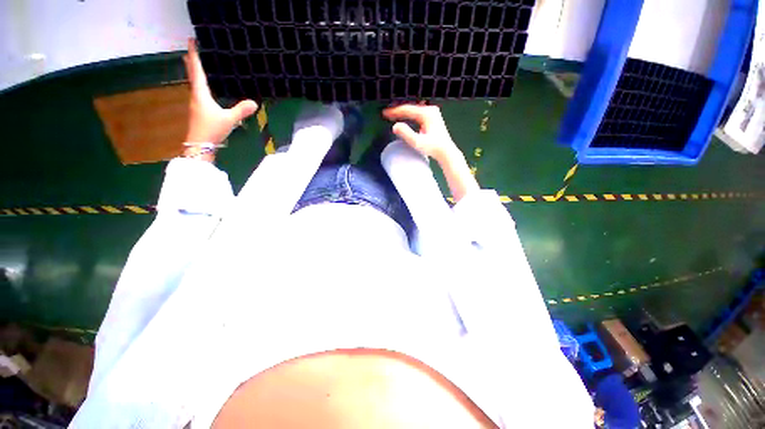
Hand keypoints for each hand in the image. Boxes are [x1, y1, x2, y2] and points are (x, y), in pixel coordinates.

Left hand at [183, 38, 257, 144]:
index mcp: (201, 94)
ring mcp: (196, 104)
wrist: (200, 145)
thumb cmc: (212, 129)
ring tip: (195, 64)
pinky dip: (199, 83)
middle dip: (192, 61)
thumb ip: (241, 110)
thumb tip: (255, 103)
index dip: (194, 55)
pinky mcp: (198, 111)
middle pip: (192, 75)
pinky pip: (198, 92)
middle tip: (191, 49)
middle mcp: (195, 96)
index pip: (197, 71)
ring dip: (194, 72)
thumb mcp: (229, 119)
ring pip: (193, 83)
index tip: (191, 41)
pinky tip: (204, 88)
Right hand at [382, 104, 457, 162]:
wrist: (446, 152)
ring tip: (392, 115)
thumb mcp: (417, 142)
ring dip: (402, 112)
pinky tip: (403, 118)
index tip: (384, 113)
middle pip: (410, 108)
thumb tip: (395, 126)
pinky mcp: (432, 117)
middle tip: (385, 114)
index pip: (407, 109)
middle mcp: (430, 109)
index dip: (394, 111)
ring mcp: (432, 113)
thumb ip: (406, 134)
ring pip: (413, 110)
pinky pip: (417, 113)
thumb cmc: (433, 148)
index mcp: (426, 113)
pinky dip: (409, 115)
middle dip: (397, 110)